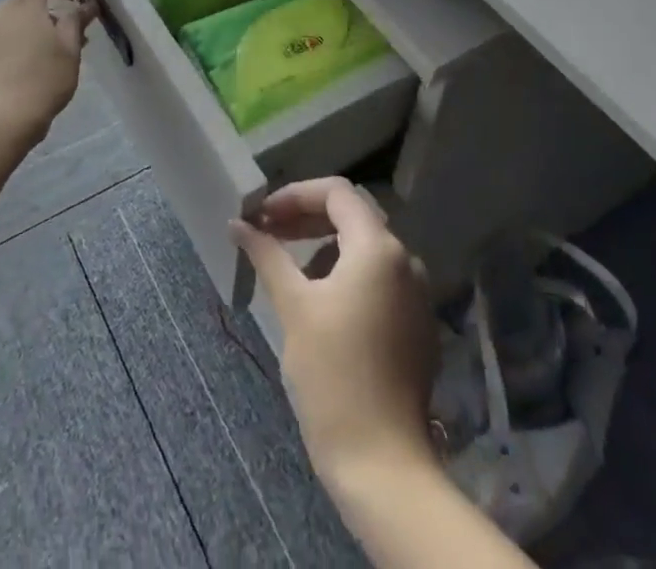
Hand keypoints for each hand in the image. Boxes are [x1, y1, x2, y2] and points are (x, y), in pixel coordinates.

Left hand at [0, 0, 97, 142]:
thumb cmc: (41, 82)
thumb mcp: (70, 51)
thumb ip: (76, 22)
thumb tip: (84, 5)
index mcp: (24, 5)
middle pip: (26, 4)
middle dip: (47, 18)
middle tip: (67, 44)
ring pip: (7, 29)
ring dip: (26, 39)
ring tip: (41, 70)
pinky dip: (5, 60)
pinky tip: (13, 86)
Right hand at [231, 178, 437, 489]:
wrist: (382, 463)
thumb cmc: (332, 375)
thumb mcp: (294, 307)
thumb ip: (267, 255)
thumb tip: (238, 224)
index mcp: (378, 248)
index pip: (336, 192)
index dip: (295, 195)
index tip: (262, 215)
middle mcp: (405, 260)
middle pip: (353, 216)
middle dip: (307, 218)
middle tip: (269, 232)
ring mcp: (416, 293)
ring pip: (366, 247)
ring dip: (325, 246)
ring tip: (289, 269)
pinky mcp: (417, 324)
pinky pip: (379, 278)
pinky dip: (347, 274)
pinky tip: (320, 301)